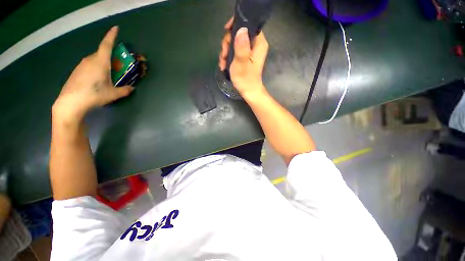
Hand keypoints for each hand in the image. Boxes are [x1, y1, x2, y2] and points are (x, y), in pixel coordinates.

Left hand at [52, 26, 133, 123]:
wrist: (70, 102)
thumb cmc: (94, 95)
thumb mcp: (113, 94)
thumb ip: (124, 90)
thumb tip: (132, 88)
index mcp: (100, 62)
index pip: (107, 45)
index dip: (112, 36)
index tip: (116, 28)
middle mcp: (90, 60)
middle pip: (102, 53)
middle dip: (111, 57)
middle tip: (117, 65)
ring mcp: (81, 65)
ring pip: (95, 60)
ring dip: (103, 64)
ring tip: (108, 76)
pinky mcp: (77, 71)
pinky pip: (89, 65)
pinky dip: (96, 68)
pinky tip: (97, 80)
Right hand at [219, 18, 268, 98]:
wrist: (249, 92)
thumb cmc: (246, 79)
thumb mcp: (241, 63)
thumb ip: (241, 46)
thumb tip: (241, 29)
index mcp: (258, 43)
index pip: (249, 24)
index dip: (236, 24)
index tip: (226, 31)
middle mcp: (255, 44)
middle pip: (239, 33)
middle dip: (228, 43)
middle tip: (223, 54)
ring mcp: (250, 51)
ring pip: (234, 43)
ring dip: (226, 52)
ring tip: (222, 63)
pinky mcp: (245, 57)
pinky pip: (234, 51)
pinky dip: (228, 57)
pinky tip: (223, 65)